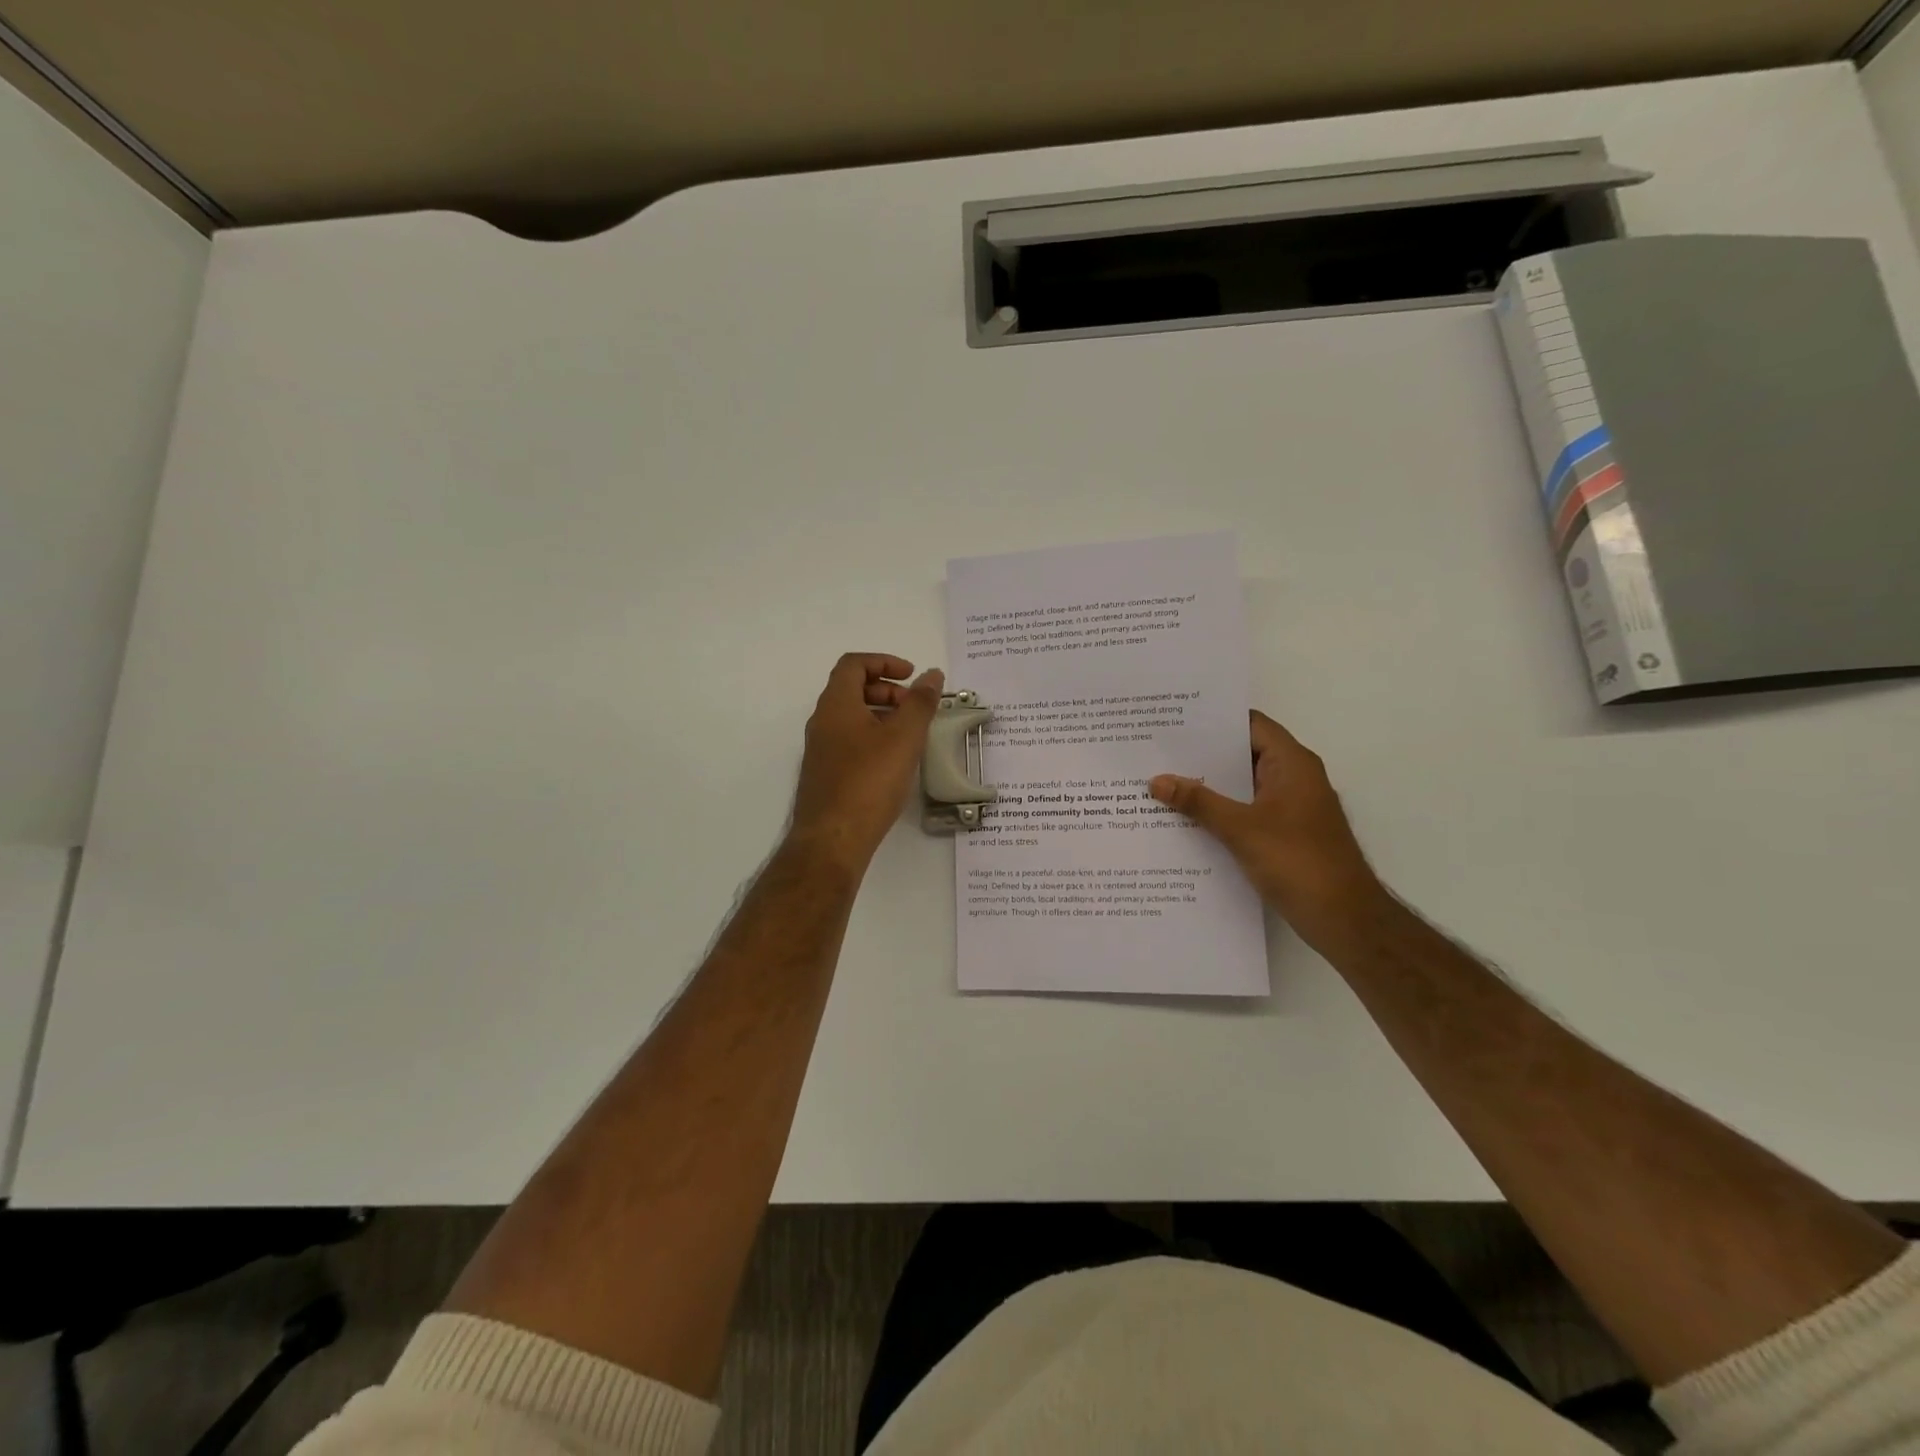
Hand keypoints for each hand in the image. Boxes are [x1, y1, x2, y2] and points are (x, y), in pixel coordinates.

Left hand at [789, 654, 943, 869]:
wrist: (832, 839)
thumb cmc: (869, 782)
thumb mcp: (903, 738)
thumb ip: (920, 703)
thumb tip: (932, 675)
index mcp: (836, 705)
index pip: (853, 664)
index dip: (884, 662)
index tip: (912, 676)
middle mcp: (822, 722)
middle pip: (851, 689)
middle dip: (886, 690)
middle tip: (915, 707)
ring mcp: (821, 750)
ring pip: (851, 717)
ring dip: (881, 715)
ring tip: (910, 734)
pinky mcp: (825, 774)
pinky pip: (849, 741)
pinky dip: (873, 737)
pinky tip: (894, 762)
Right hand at [1149, 711, 1384, 942]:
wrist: (1343, 919)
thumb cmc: (1298, 862)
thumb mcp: (1241, 829)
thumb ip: (1198, 802)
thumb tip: (1156, 780)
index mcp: (1292, 764)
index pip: (1250, 724)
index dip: (1214, 719)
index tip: (1174, 719)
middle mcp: (1293, 778)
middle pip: (1243, 754)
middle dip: (1202, 754)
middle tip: (1157, 751)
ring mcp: (1290, 808)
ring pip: (1242, 786)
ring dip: (1208, 786)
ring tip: (1161, 782)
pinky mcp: (1285, 834)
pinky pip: (1245, 812)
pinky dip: (1219, 812)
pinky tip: (1185, 820)